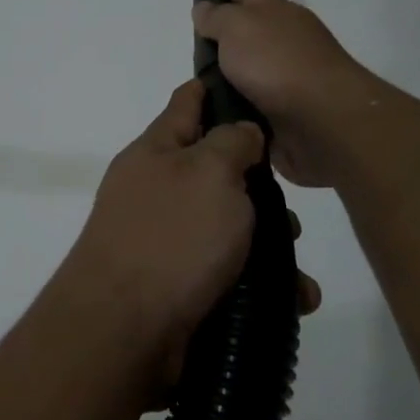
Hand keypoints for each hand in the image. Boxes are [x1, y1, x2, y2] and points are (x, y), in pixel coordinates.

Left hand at [57, 81, 319, 386]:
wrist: (124, 332)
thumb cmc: (172, 237)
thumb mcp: (209, 172)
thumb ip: (231, 142)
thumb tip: (241, 132)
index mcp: (156, 152)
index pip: (187, 103)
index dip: (216, 91)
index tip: (252, 86)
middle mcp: (156, 191)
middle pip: (215, 171)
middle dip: (258, 187)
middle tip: (289, 207)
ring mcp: (164, 241)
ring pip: (227, 228)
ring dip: (268, 244)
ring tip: (295, 266)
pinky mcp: (178, 287)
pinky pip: (228, 274)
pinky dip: (261, 285)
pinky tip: (295, 299)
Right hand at [191, 0, 374, 186]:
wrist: (323, 118)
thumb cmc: (277, 62)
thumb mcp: (238, 27)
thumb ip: (217, 18)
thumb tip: (205, 9)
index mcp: (275, 12)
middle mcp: (284, 40)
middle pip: (251, 28)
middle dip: (228, 29)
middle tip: (199, 34)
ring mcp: (287, 76)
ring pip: (251, 68)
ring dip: (231, 72)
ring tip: (200, 80)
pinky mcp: (286, 111)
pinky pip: (253, 102)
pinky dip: (238, 104)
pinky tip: (217, 110)